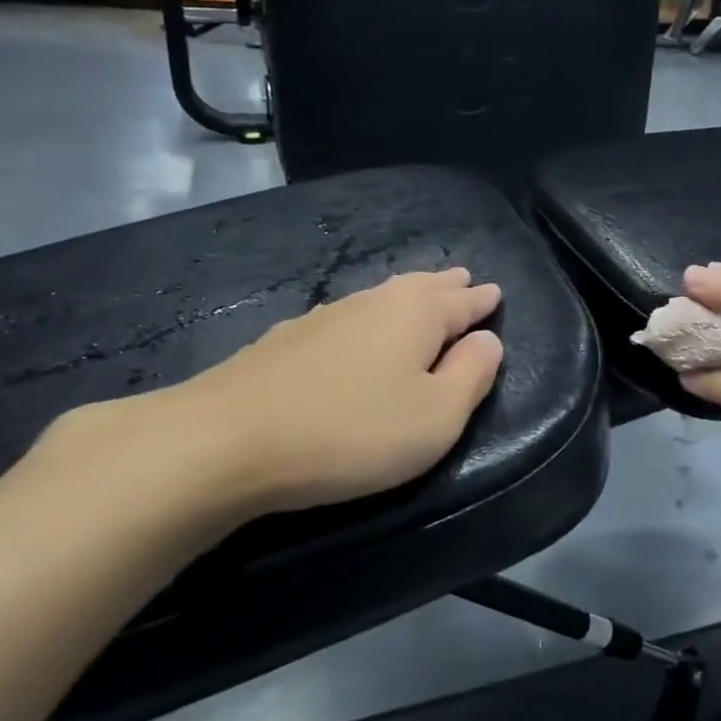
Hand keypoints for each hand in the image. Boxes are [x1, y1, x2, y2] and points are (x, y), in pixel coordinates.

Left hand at [51, 268, 503, 538]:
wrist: (226, 440)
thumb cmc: (352, 431)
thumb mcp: (436, 417)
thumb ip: (471, 376)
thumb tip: (487, 341)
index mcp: (415, 315)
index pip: (461, 302)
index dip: (481, 301)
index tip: (494, 293)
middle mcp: (372, 303)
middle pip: (420, 287)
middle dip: (445, 286)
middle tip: (463, 280)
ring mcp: (323, 318)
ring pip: (380, 297)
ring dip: (407, 296)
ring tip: (420, 294)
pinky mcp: (285, 341)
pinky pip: (346, 316)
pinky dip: (368, 317)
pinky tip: (357, 327)